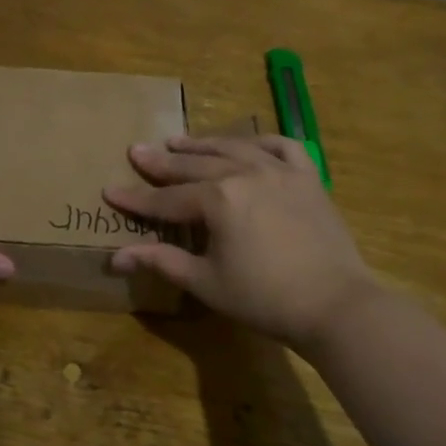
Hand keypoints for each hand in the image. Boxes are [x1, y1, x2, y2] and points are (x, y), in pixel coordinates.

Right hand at [104, 134, 383, 352]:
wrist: (336, 306)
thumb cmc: (264, 299)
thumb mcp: (205, 282)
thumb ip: (161, 261)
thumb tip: (116, 257)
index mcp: (218, 200)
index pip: (166, 198)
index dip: (136, 198)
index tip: (109, 190)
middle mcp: (244, 173)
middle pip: (194, 165)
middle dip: (161, 161)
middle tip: (137, 150)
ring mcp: (279, 171)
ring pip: (232, 148)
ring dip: (202, 143)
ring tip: (178, 140)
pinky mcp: (307, 177)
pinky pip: (281, 147)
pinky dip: (260, 142)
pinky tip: (246, 144)